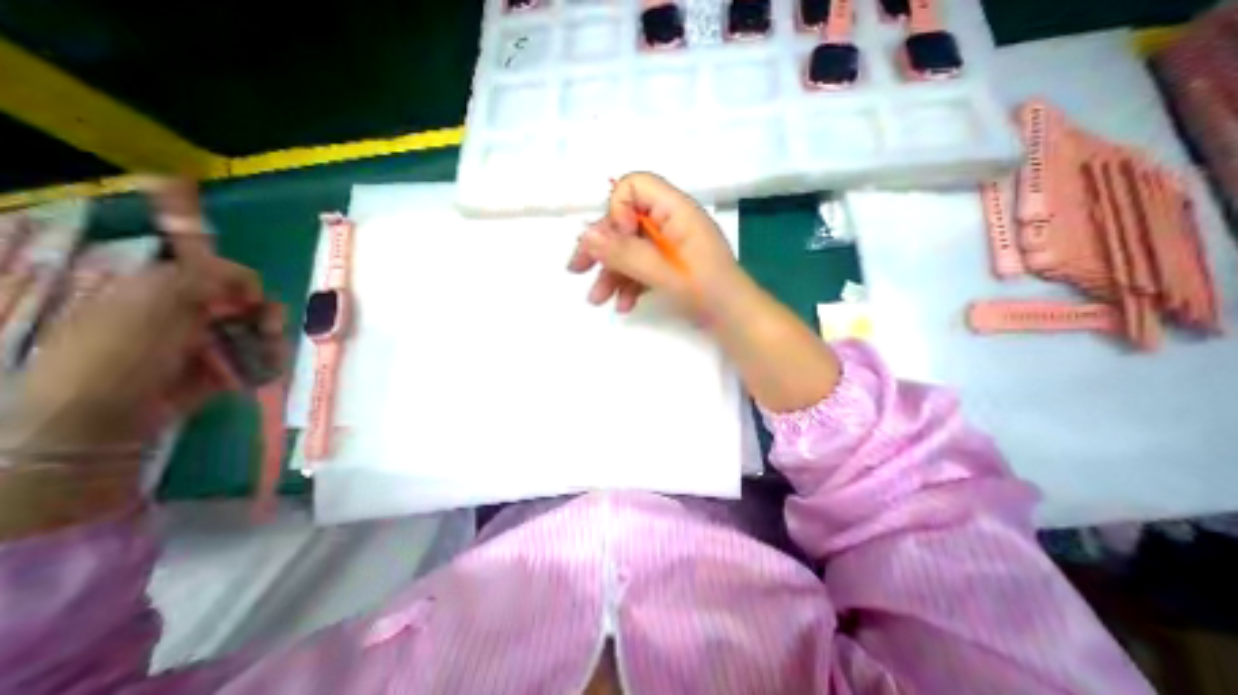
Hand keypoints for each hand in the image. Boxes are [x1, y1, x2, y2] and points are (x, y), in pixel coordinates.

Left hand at [6, 260, 284, 455]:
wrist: (106, 417)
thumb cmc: (120, 354)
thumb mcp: (152, 304)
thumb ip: (196, 279)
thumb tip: (245, 275)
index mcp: (162, 292)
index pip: (216, 273)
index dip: (241, 281)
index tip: (252, 297)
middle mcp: (188, 314)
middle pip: (247, 304)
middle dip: (266, 315)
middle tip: (272, 329)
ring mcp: (207, 344)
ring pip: (259, 332)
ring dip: (273, 341)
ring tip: (271, 356)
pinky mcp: (223, 368)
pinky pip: (259, 358)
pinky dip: (269, 362)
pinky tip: (265, 371)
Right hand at [569, 170, 742, 316]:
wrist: (733, 319)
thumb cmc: (705, 291)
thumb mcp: (663, 272)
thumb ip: (624, 253)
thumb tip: (585, 234)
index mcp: (674, 210)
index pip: (633, 187)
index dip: (618, 212)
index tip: (618, 243)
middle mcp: (669, 222)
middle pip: (625, 222)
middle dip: (601, 248)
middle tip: (576, 270)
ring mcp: (669, 245)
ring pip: (630, 248)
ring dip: (611, 273)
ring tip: (597, 300)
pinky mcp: (668, 265)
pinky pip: (641, 266)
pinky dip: (629, 284)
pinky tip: (623, 305)